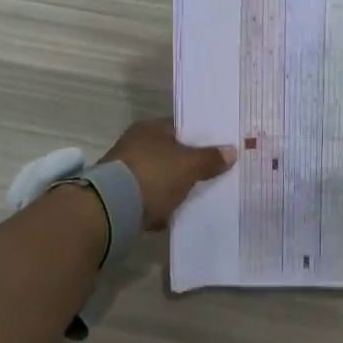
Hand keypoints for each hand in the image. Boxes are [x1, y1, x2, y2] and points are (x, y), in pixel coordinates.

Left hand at [99, 118, 236, 229]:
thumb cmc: (154, 176)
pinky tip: (172, 214)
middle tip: (211, 175)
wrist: (111, 209)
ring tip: (195, 197)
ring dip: (172, 186)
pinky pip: (147, 197)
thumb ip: (210, 159)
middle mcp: (134, 144)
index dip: (201, 138)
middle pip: (170, 153)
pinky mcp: (119, 195)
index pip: (181, 128)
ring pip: (159, 176)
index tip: (219, 151)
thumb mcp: (189, 166)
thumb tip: (231, 151)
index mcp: (150, 128)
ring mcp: (124, 170)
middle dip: (187, 165)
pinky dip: (158, 204)